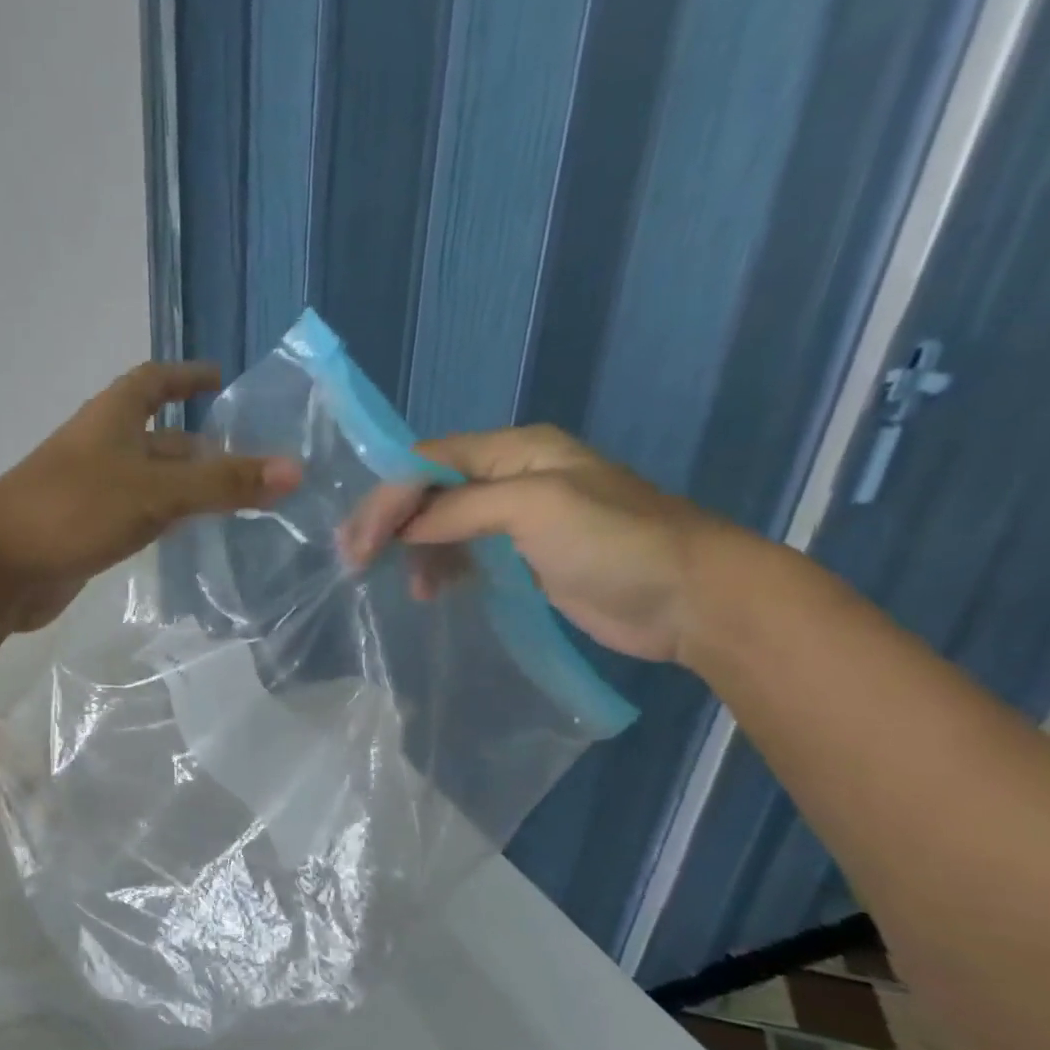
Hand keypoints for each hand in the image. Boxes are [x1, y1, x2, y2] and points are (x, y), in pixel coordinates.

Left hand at [0, 362, 301, 630]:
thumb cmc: (72, 510)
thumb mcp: (154, 492)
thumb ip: (222, 484)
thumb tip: (295, 469)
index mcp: (111, 418)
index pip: (152, 381)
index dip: (185, 376)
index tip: (220, 378)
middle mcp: (101, 448)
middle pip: (158, 437)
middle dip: (201, 445)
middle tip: (251, 461)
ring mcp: (91, 492)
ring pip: (149, 481)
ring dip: (187, 487)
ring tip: (236, 501)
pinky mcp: (85, 532)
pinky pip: (136, 517)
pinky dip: (164, 520)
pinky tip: (190, 537)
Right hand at [335, 424, 730, 662]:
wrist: (692, 600)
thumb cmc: (616, 542)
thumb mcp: (535, 507)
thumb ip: (461, 509)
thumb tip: (405, 530)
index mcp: (515, 450)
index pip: (428, 461)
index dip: (387, 496)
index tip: (359, 542)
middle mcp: (510, 476)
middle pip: (429, 490)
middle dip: (391, 522)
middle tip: (357, 562)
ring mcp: (517, 518)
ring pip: (441, 524)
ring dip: (413, 550)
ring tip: (405, 587)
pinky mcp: (522, 557)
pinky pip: (463, 553)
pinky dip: (439, 568)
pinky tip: (430, 591)